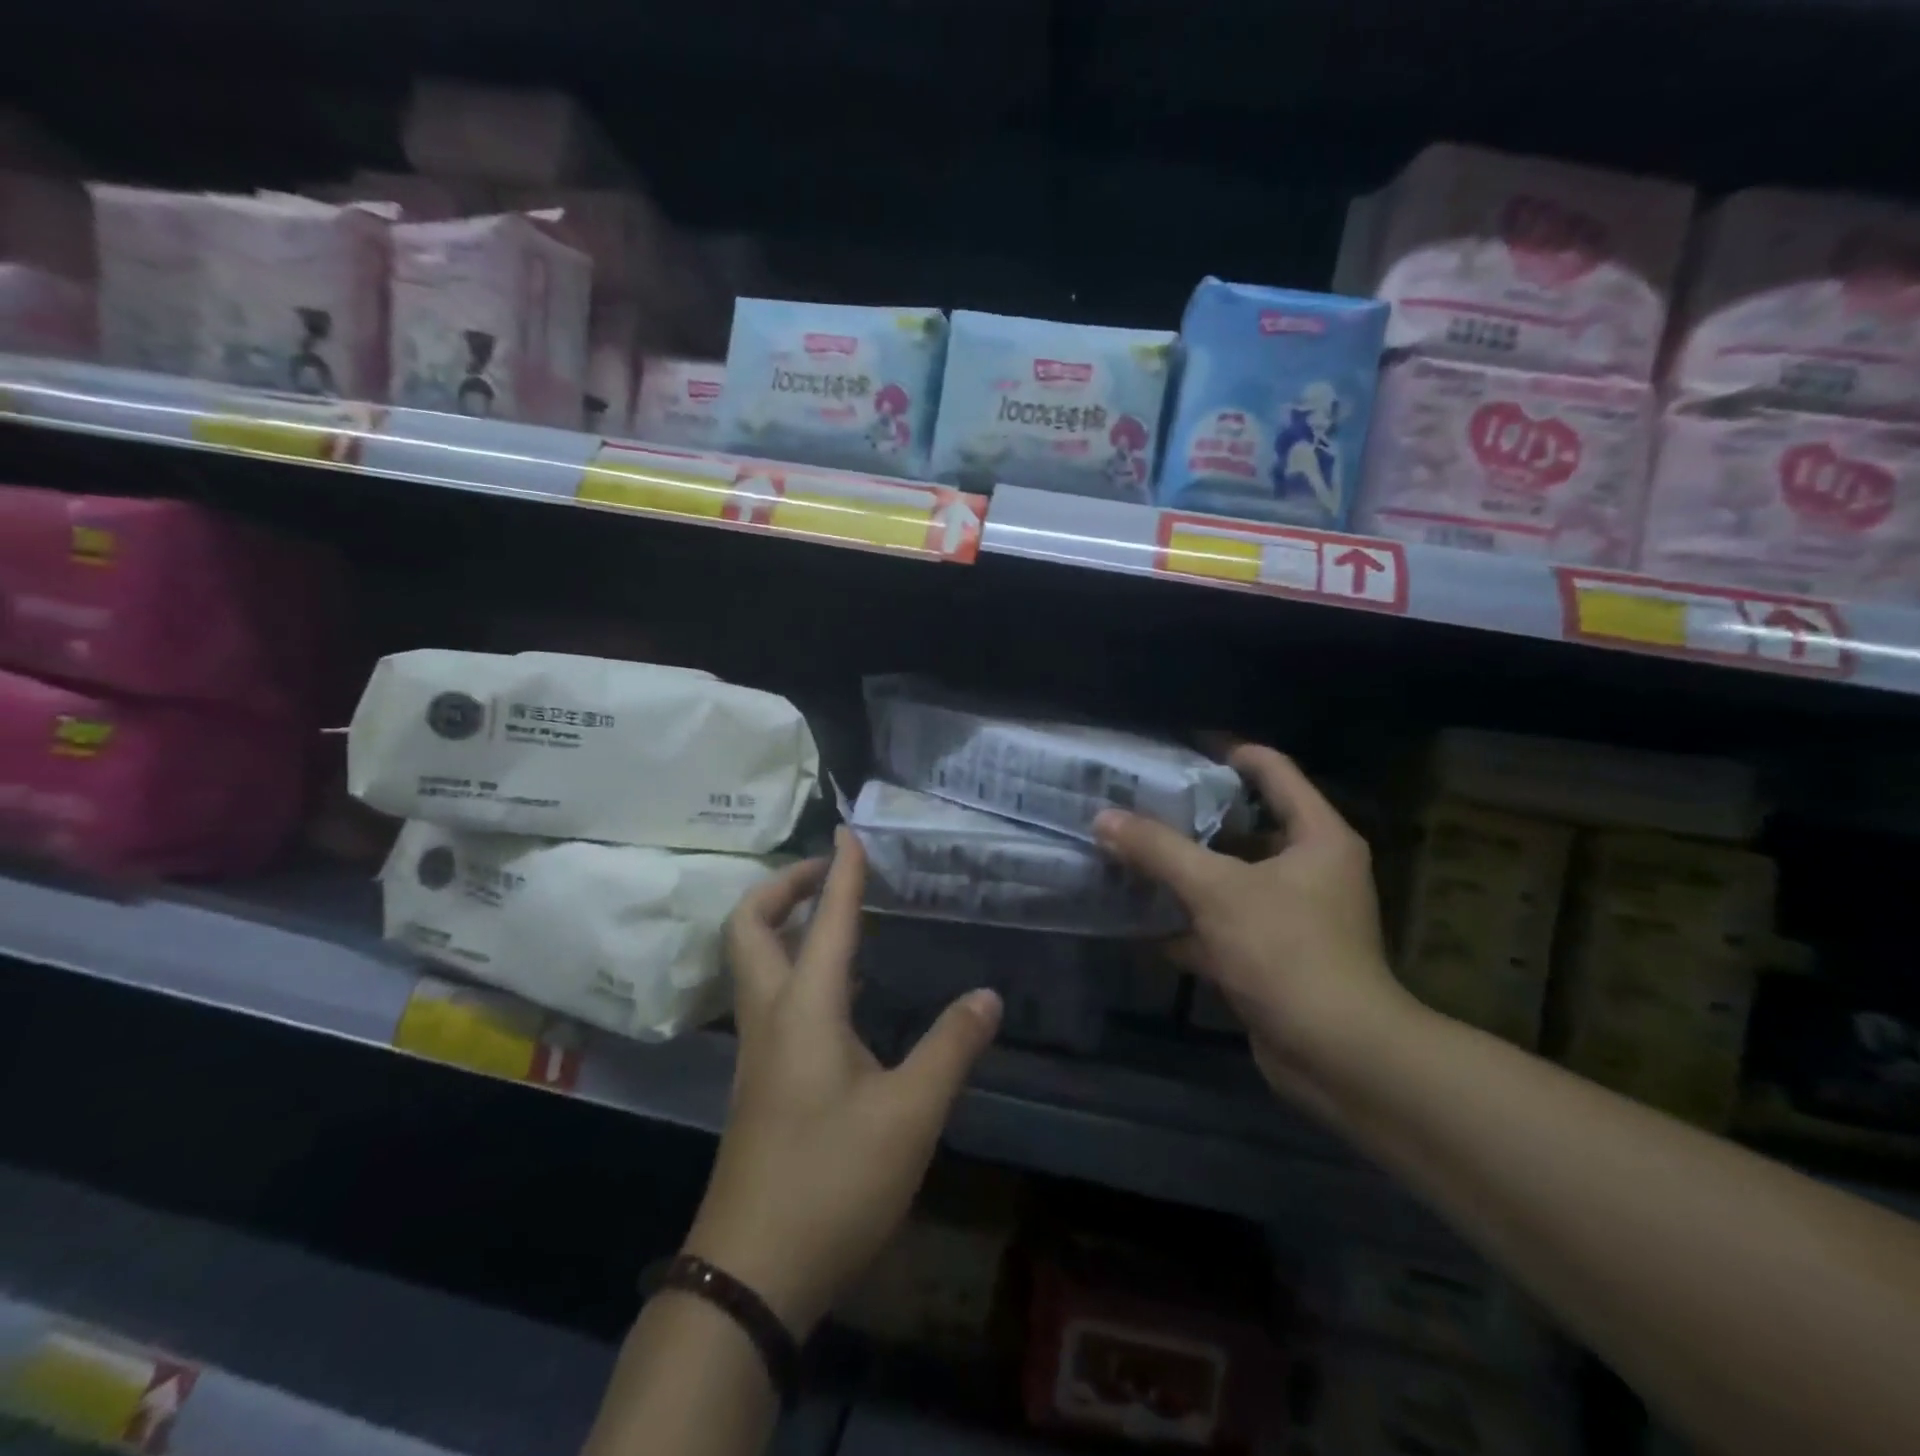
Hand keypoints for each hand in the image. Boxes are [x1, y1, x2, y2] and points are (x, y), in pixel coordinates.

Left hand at [683, 830, 1002, 1337]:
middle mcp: (770, 1016)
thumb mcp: (910, 1115)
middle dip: (785, 886)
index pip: (827, 920)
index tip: (851, 831)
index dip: (842, 872)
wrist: (751, 1273)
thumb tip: (988, 996)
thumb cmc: (832, 1181)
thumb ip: (951, 1048)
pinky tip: (838, 991)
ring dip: (786, 924)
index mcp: (805, 1009)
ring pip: (754, 961)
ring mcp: (756, 1050)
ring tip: (839, 919)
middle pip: (751, 927)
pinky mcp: (759, 1080)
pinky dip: (794, 966)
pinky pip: (768, 995)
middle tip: (831, 874)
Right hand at [1094, 745, 1412, 1108]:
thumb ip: (1158, 850)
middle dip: (1193, 816)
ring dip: (1185, 870)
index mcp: (1316, 836)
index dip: (1230, 754)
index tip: (1178, 750)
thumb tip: (1103, 818)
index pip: (1274, 772)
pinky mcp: (1273, 956)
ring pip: (1230, 877)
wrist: (1336, 1054)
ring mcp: (1292, 915)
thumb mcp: (1216, 890)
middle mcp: (1311, 869)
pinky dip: (1187, 922)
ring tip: (1132, 849)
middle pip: (1247, 825)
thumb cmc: (1286, 951)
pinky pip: (1223, 923)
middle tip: (1141, 801)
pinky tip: (1141, 919)